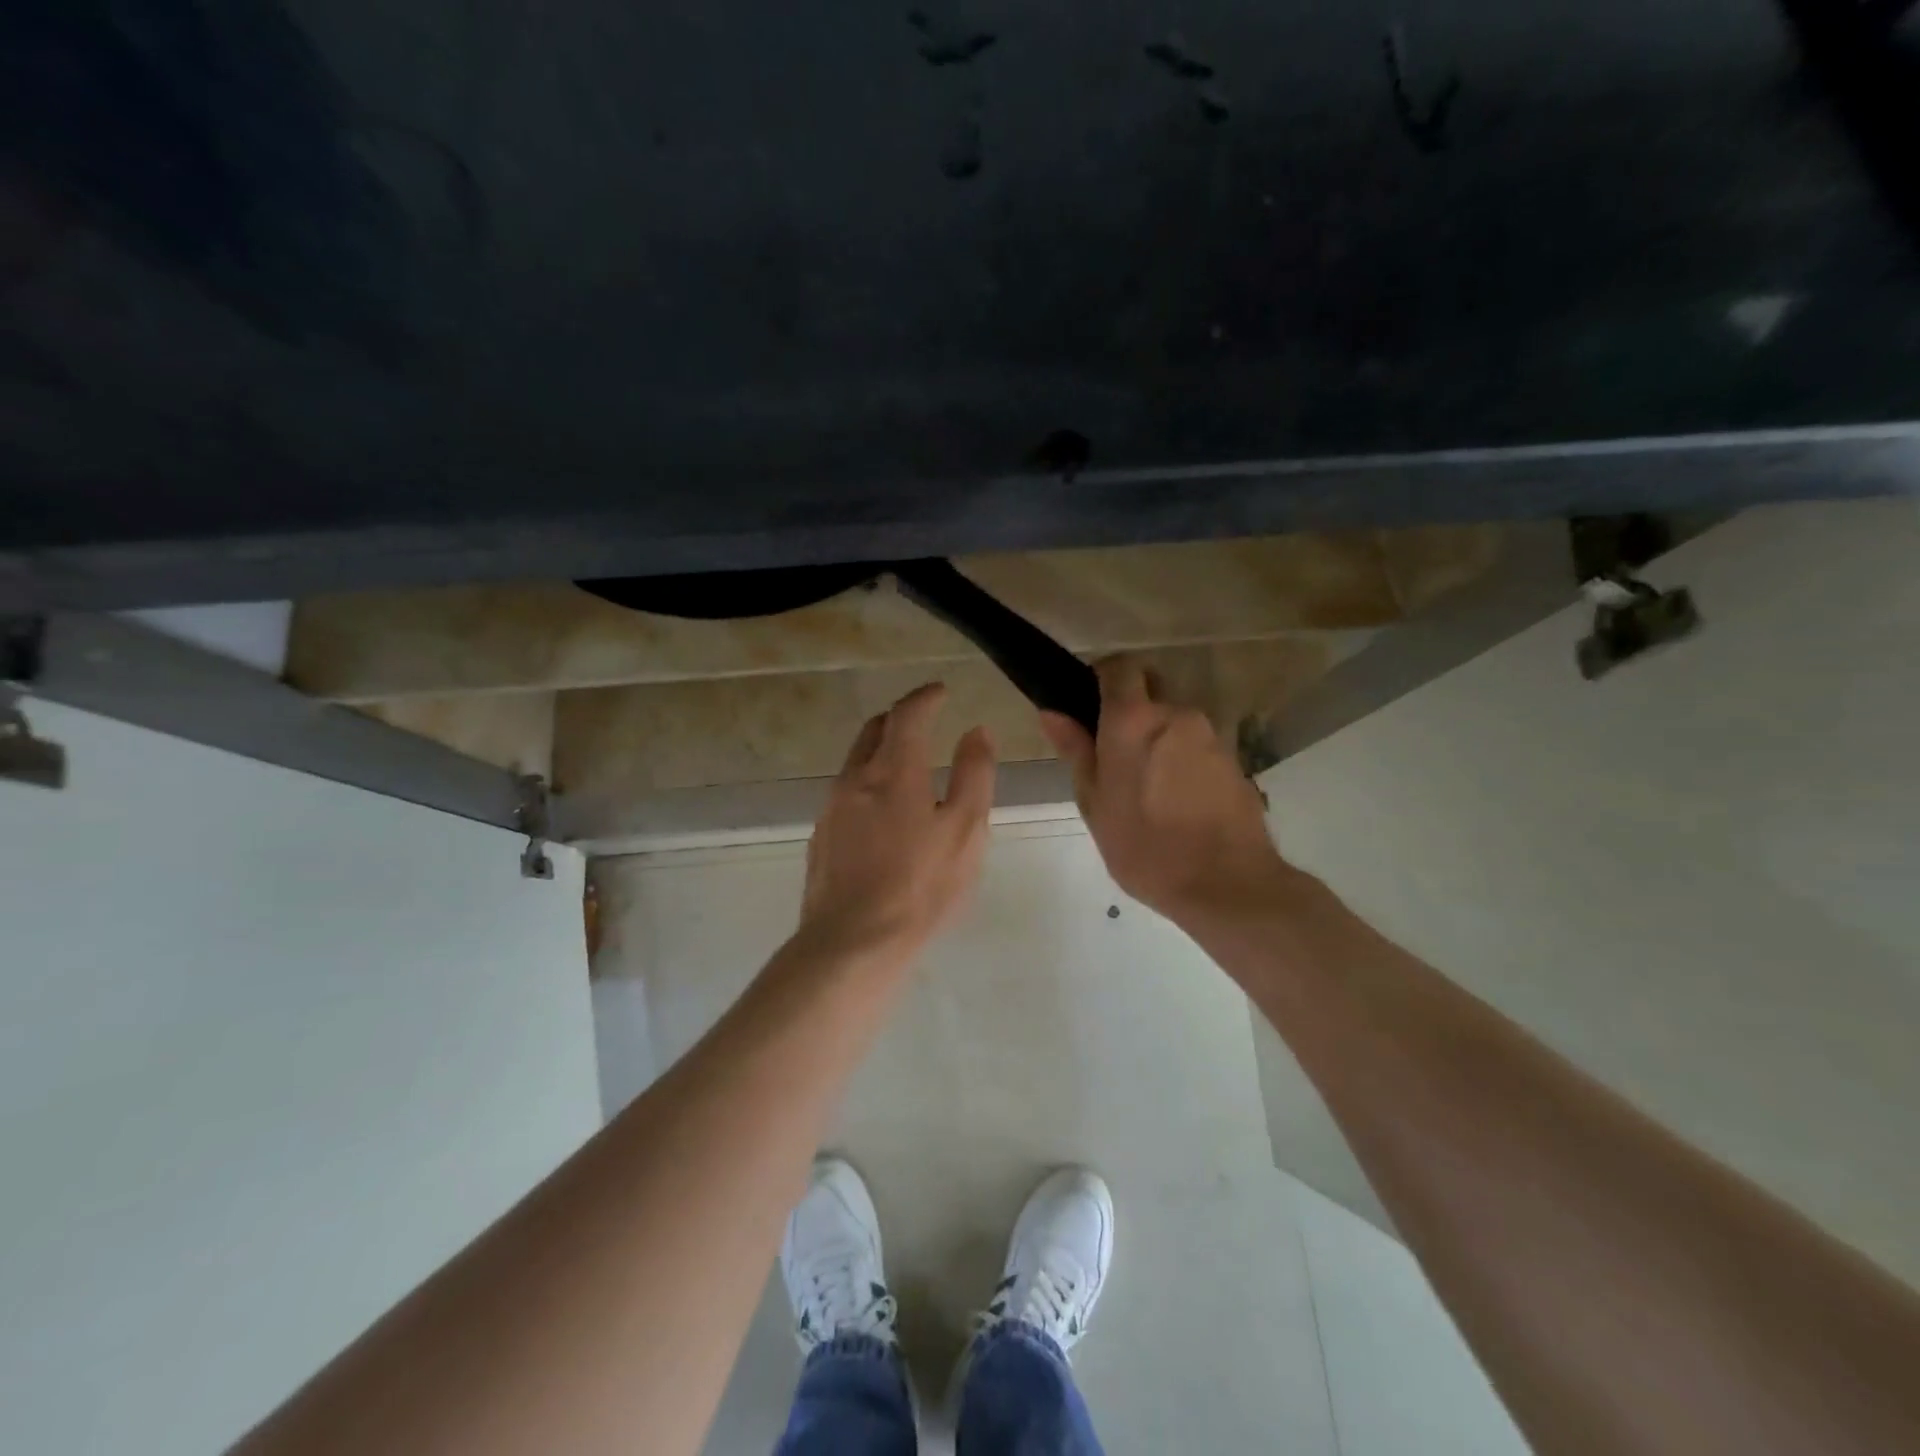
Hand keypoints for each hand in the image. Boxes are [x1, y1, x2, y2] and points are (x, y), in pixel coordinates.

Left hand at [798, 682, 996, 962]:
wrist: (852, 942)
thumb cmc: (921, 886)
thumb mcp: (966, 830)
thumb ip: (974, 774)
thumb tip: (976, 731)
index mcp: (894, 771)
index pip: (907, 714)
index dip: (925, 697)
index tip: (940, 692)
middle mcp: (855, 779)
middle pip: (873, 730)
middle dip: (899, 719)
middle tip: (923, 723)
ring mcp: (831, 809)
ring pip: (855, 762)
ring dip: (881, 752)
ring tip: (907, 769)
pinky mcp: (820, 837)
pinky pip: (845, 794)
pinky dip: (868, 785)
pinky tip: (883, 816)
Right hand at [1040, 658, 1286, 923]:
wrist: (1226, 883)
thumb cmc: (1144, 846)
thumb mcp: (1094, 802)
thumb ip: (1075, 750)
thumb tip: (1052, 711)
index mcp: (1133, 719)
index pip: (1119, 666)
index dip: (1102, 677)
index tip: (1088, 704)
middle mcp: (1175, 714)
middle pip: (1151, 688)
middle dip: (1131, 707)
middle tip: (1113, 750)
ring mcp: (1210, 735)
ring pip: (1174, 719)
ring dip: (1158, 737)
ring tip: (1146, 785)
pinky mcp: (1233, 759)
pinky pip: (1197, 745)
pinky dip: (1182, 758)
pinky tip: (1175, 800)